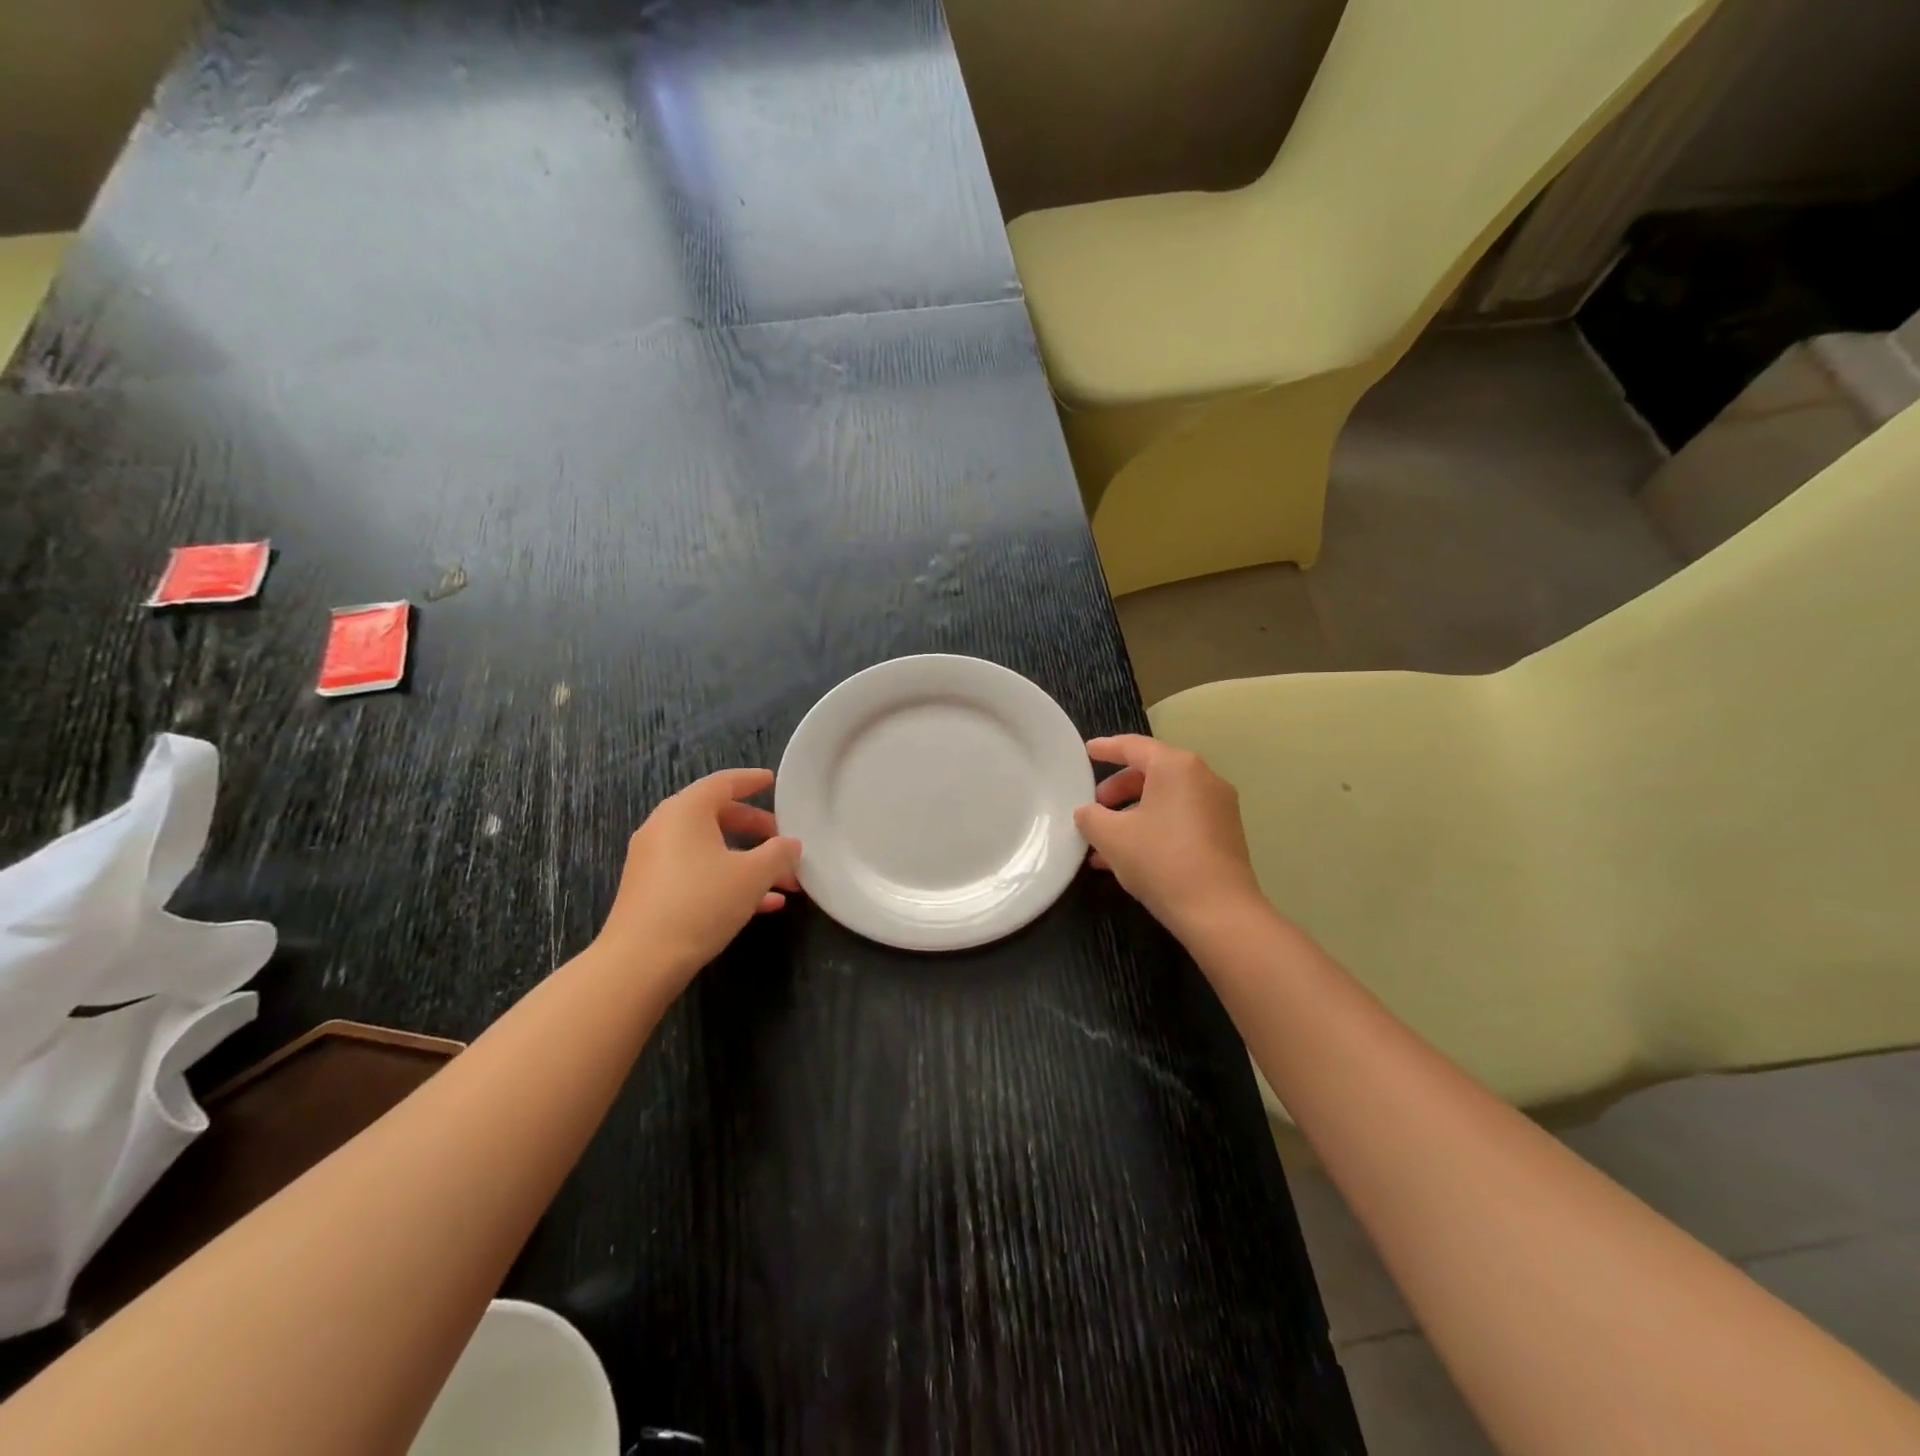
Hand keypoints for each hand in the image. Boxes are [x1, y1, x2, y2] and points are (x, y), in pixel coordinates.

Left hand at [597, 768, 800, 987]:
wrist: (640, 961)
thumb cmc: (701, 902)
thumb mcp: (753, 875)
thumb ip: (779, 854)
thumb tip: (791, 844)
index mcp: (686, 810)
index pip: (723, 782)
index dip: (751, 781)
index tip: (772, 782)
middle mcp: (665, 827)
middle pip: (717, 815)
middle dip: (756, 829)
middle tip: (783, 840)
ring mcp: (654, 860)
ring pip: (710, 849)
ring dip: (748, 860)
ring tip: (783, 881)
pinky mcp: (651, 890)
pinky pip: (696, 872)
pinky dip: (727, 879)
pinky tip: (762, 905)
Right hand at [1074, 735, 1267, 941]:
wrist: (1219, 912)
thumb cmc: (1161, 860)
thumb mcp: (1111, 837)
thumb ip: (1091, 817)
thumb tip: (1087, 813)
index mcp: (1176, 767)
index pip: (1134, 746)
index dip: (1106, 748)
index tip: (1086, 752)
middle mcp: (1202, 779)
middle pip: (1152, 772)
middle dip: (1118, 788)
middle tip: (1095, 806)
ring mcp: (1218, 808)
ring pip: (1165, 800)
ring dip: (1132, 814)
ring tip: (1104, 840)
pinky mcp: (1224, 835)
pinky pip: (1180, 820)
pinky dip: (1152, 828)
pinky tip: (1127, 858)